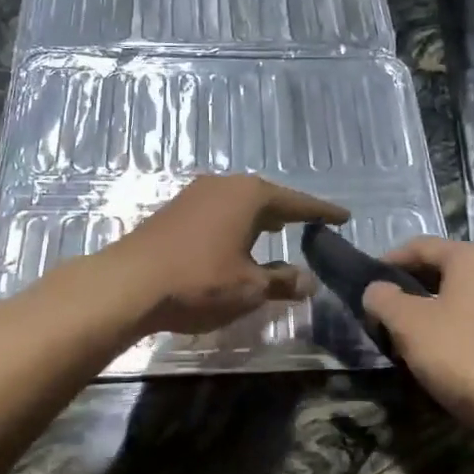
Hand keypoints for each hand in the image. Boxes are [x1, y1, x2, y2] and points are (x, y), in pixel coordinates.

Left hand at [105, 174, 348, 336]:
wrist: (128, 283)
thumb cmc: (199, 281)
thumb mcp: (249, 287)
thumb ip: (282, 282)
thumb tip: (309, 281)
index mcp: (249, 195)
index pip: (297, 202)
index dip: (322, 213)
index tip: (344, 216)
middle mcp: (224, 185)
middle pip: (266, 197)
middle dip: (289, 212)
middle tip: (311, 224)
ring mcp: (195, 194)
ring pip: (240, 202)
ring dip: (260, 217)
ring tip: (277, 231)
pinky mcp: (175, 210)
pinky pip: (218, 211)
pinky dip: (236, 223)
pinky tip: (236, 240)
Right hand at [363, 237, 473, 441]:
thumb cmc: (463, 355)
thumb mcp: (409, 324)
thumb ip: (383, 299)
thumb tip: (376, 290)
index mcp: (471, 257)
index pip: (419, 246)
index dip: (387, 263)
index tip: (364, 286)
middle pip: (438, 271)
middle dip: (406, 291)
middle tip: (379, 314)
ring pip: (454, 298)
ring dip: (425, 314)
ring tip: (401, 338)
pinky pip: (471, 321)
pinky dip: (448, 331)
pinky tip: (434, 356)